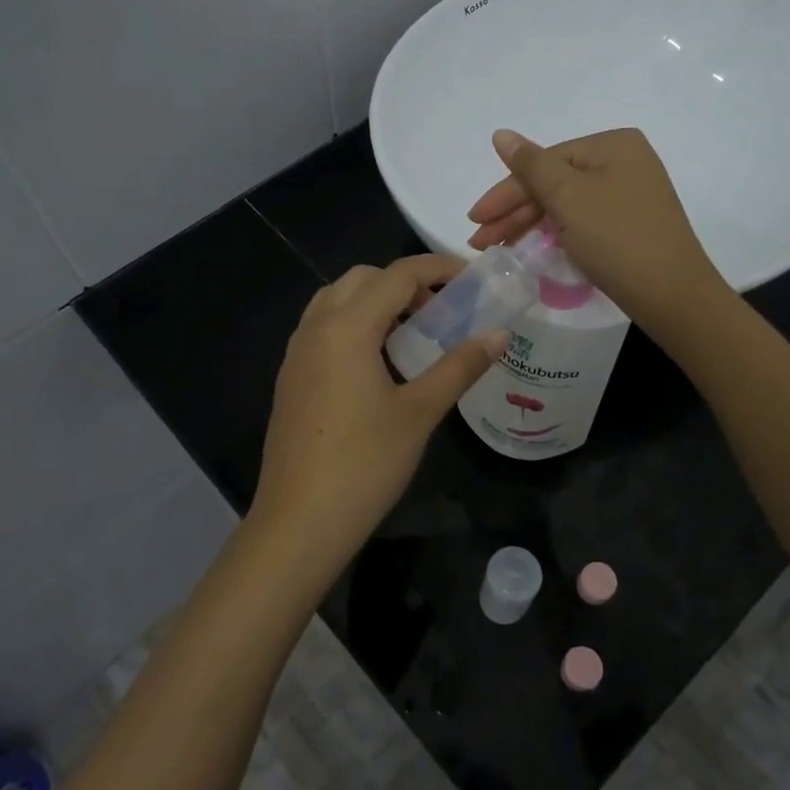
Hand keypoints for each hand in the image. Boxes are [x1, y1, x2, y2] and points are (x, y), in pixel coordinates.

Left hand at [249, 255, 504, 569]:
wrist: (300, 521)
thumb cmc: (365, 463)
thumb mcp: (420, 412)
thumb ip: (460, 366)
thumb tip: (499, 334)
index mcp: (347, 327)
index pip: (397, 275)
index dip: (438, 269)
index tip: (472, 279)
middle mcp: (315, 328)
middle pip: (362, 279)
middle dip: (405, 283)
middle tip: (441, 311)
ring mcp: (296, 353)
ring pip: (336, 301)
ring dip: (375, 302)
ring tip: (412, 334)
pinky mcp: (291, 378)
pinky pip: (323, 328)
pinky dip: (353, 325)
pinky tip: (378, 364)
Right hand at [466, 127, 727, 339]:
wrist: (672, 294)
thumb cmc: (617, 238)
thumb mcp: (568, 197)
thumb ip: (530, 166)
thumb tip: (501, 134)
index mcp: (612, 145)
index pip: (544, 161)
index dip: (505, 192)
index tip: (474, 219)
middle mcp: (623, 162)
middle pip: (553, 183)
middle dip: (513, 212)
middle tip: (480, 241)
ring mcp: (629, 195)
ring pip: (565, 204)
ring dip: (528, 225)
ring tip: (497, 249)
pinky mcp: (630, 225)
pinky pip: (581, 221)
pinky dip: (554, 234)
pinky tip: (531, 248)